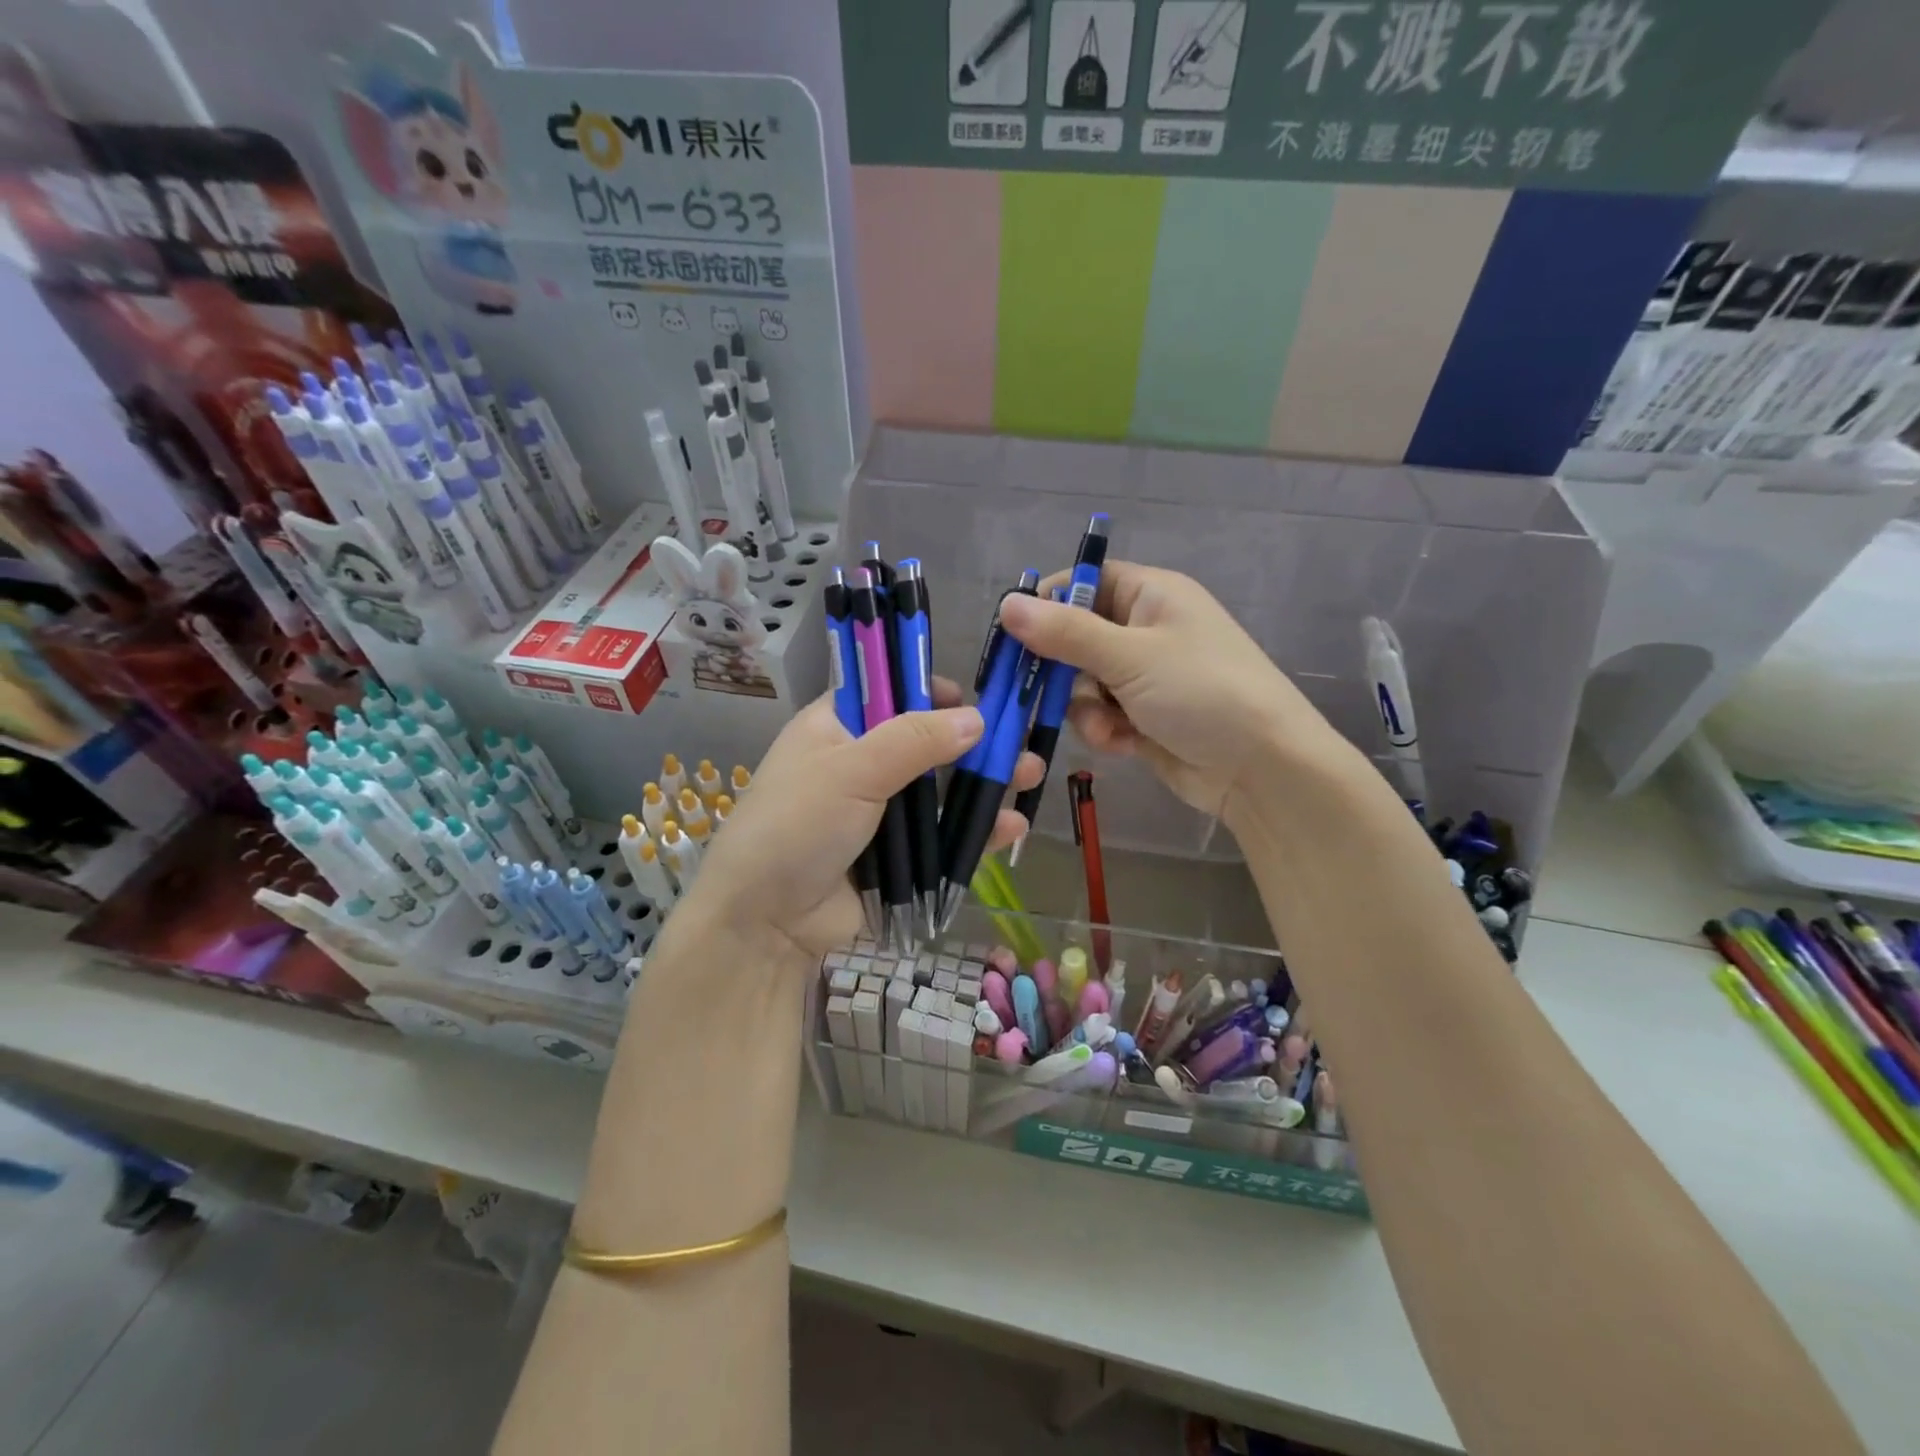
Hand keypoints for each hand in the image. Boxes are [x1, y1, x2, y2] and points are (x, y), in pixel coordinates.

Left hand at [686, 678, 1041, 960]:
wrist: (765, 923)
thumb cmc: (797, 826)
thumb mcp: (852, 770)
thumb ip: (915, 739)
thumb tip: (977, 718)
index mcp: (836, 730)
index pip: (887, 693)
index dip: (927, 688)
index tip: (969, 695)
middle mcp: (861, 765)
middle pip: (927, 743)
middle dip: (973, 740)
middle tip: (1018, 736)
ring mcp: (883, 814)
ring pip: (944, 791)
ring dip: (986, 783)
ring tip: (1030, 773)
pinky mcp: (900, 859)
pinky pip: (946, 839)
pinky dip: (978, 832)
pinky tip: (1012, 826)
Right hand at [997, 562, 1348, 816]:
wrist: (1263, 768)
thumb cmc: (1202, 692)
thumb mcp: (1130, 656)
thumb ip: (1066, 633)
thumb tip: (1007, 604)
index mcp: (1151, 595)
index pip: (1086, 581)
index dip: (1049, 603)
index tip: (1016, 634)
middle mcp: (1146, 629)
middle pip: (1077, 636)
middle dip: (1063, 669)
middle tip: (1037, 691)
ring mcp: (1146, 676)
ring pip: (1084, 682)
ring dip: (1085, 708)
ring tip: (1106, 727)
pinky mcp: (1145, 716)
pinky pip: (1102, 714)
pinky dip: (1105, 729)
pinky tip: (1123, 744)